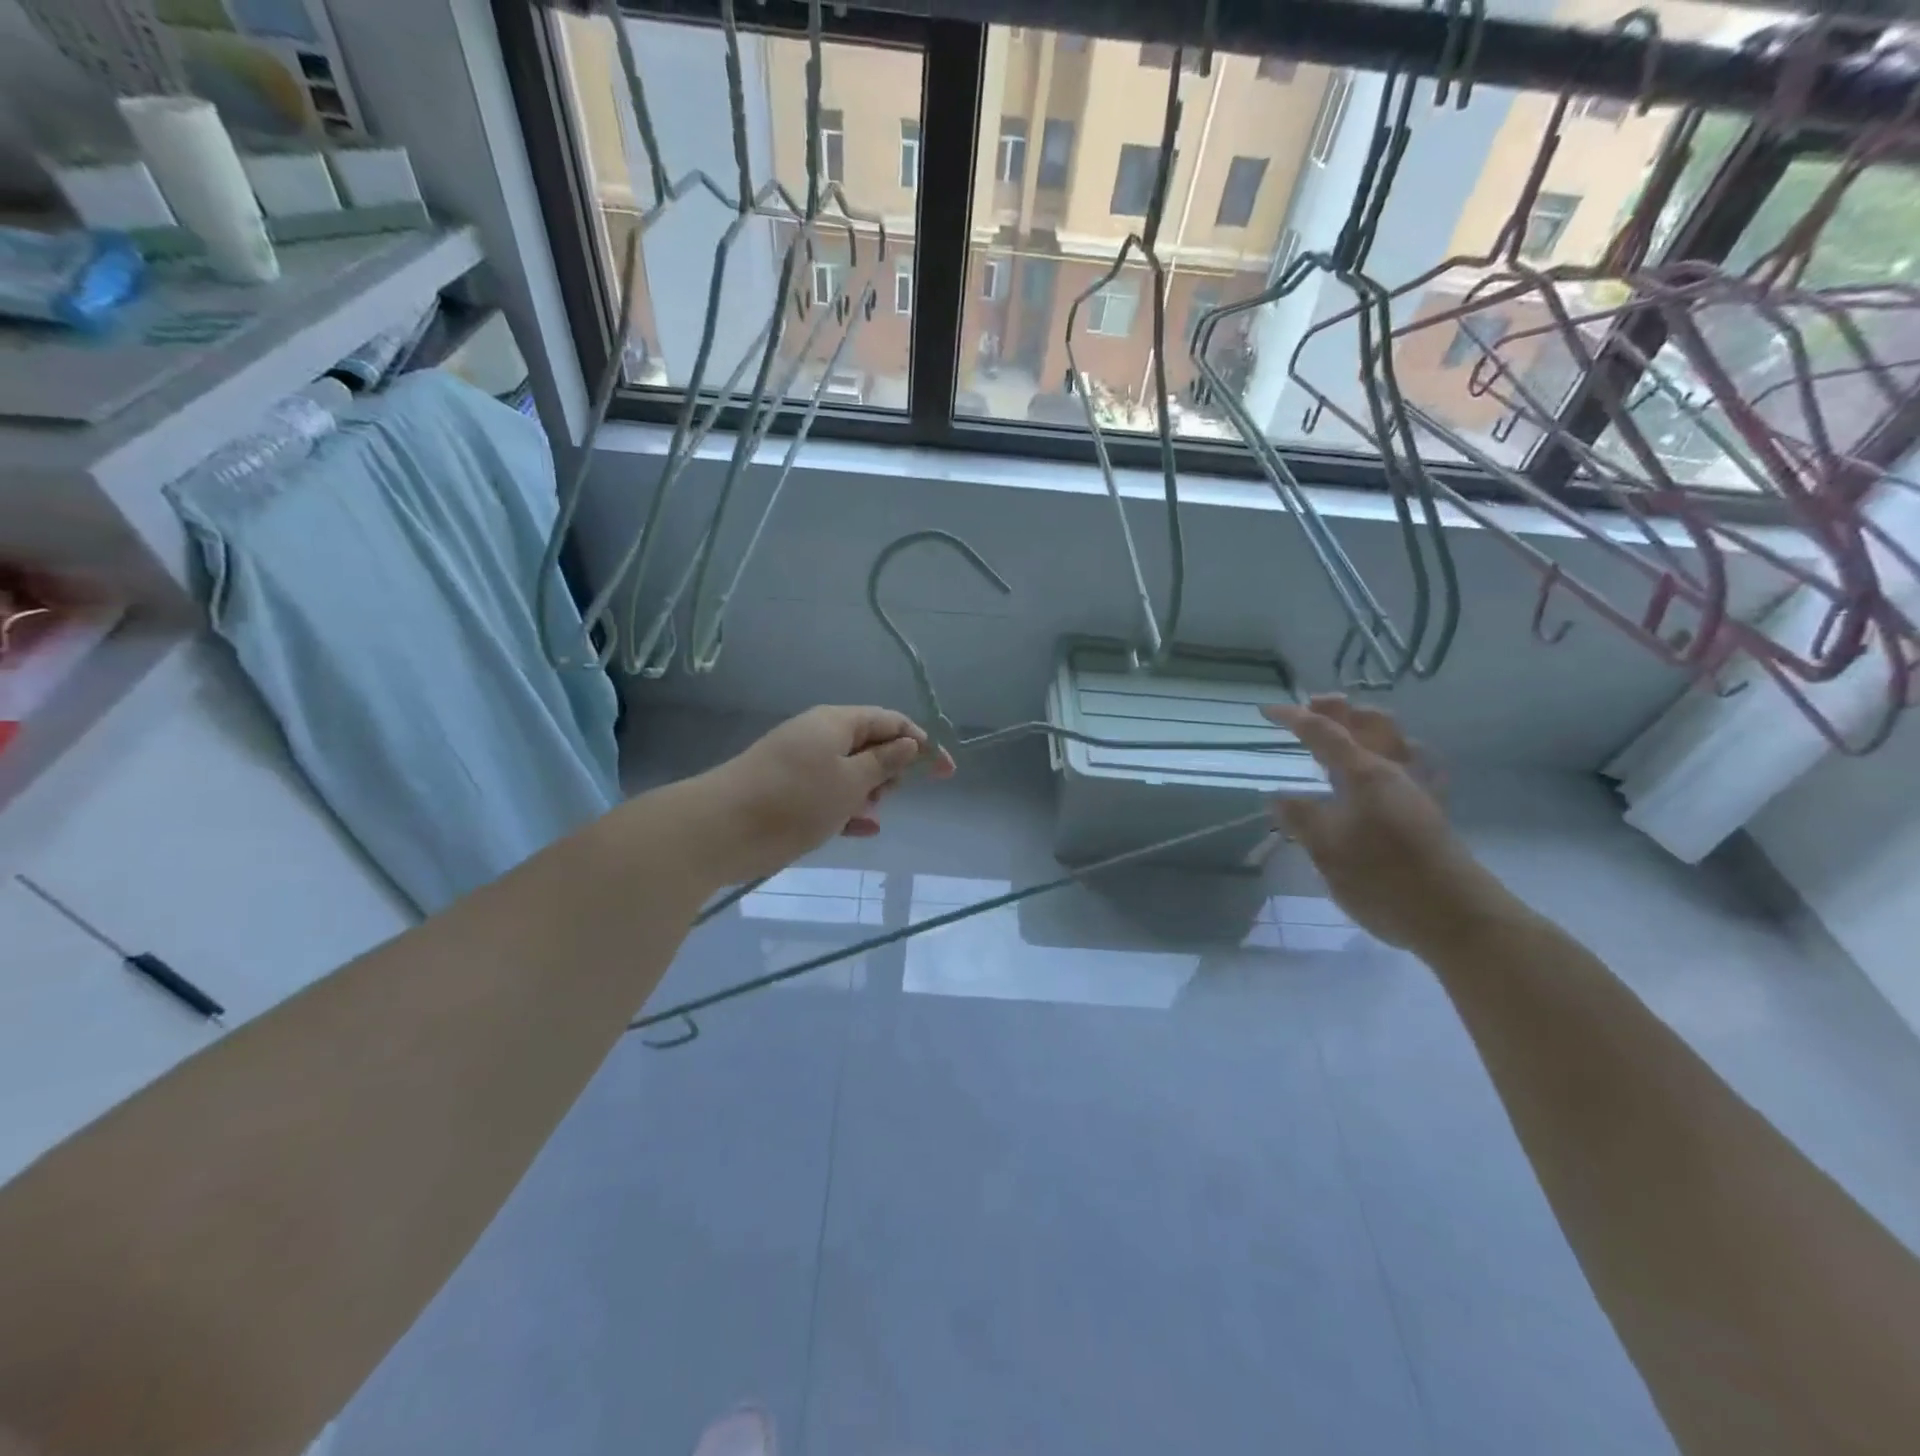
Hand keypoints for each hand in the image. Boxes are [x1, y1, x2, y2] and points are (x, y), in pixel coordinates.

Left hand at [694, 706, 954, 884]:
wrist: (720, 829)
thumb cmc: (795, 800)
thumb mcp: (850, 781)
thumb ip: (884, 762)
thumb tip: (909, 742)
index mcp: (837, 722)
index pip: (891, 721)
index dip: (922, 743)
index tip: (946, 773)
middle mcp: (819, 736)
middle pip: (870, 744)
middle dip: (890, 769)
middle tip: (887, 795)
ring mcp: (801, 764)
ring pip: (850, 772)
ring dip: (868, 791)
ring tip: (869, 813)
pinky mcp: (788, 792)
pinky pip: (829, 795)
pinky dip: (848, 809)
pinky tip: (865, 830)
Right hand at [1265, 695, 1506, 950]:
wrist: (1456, 918)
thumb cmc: (1385, 879)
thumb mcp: (1327, 850)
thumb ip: (1301, 818)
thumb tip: (1278, 796)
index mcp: (1366, 774)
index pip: (1324, 733)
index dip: (1294, 718)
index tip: (1266, 711)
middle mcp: (1394, 772)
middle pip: (1369, 723)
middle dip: (1338, 710)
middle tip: (1309, 708)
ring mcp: (1416, 791)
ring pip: (1395, 740)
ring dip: (1367, 726)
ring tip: (1343, 732)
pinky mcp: (1429, 813)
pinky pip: (1412, 766)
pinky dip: (1392, 755)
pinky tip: (1387, 769)